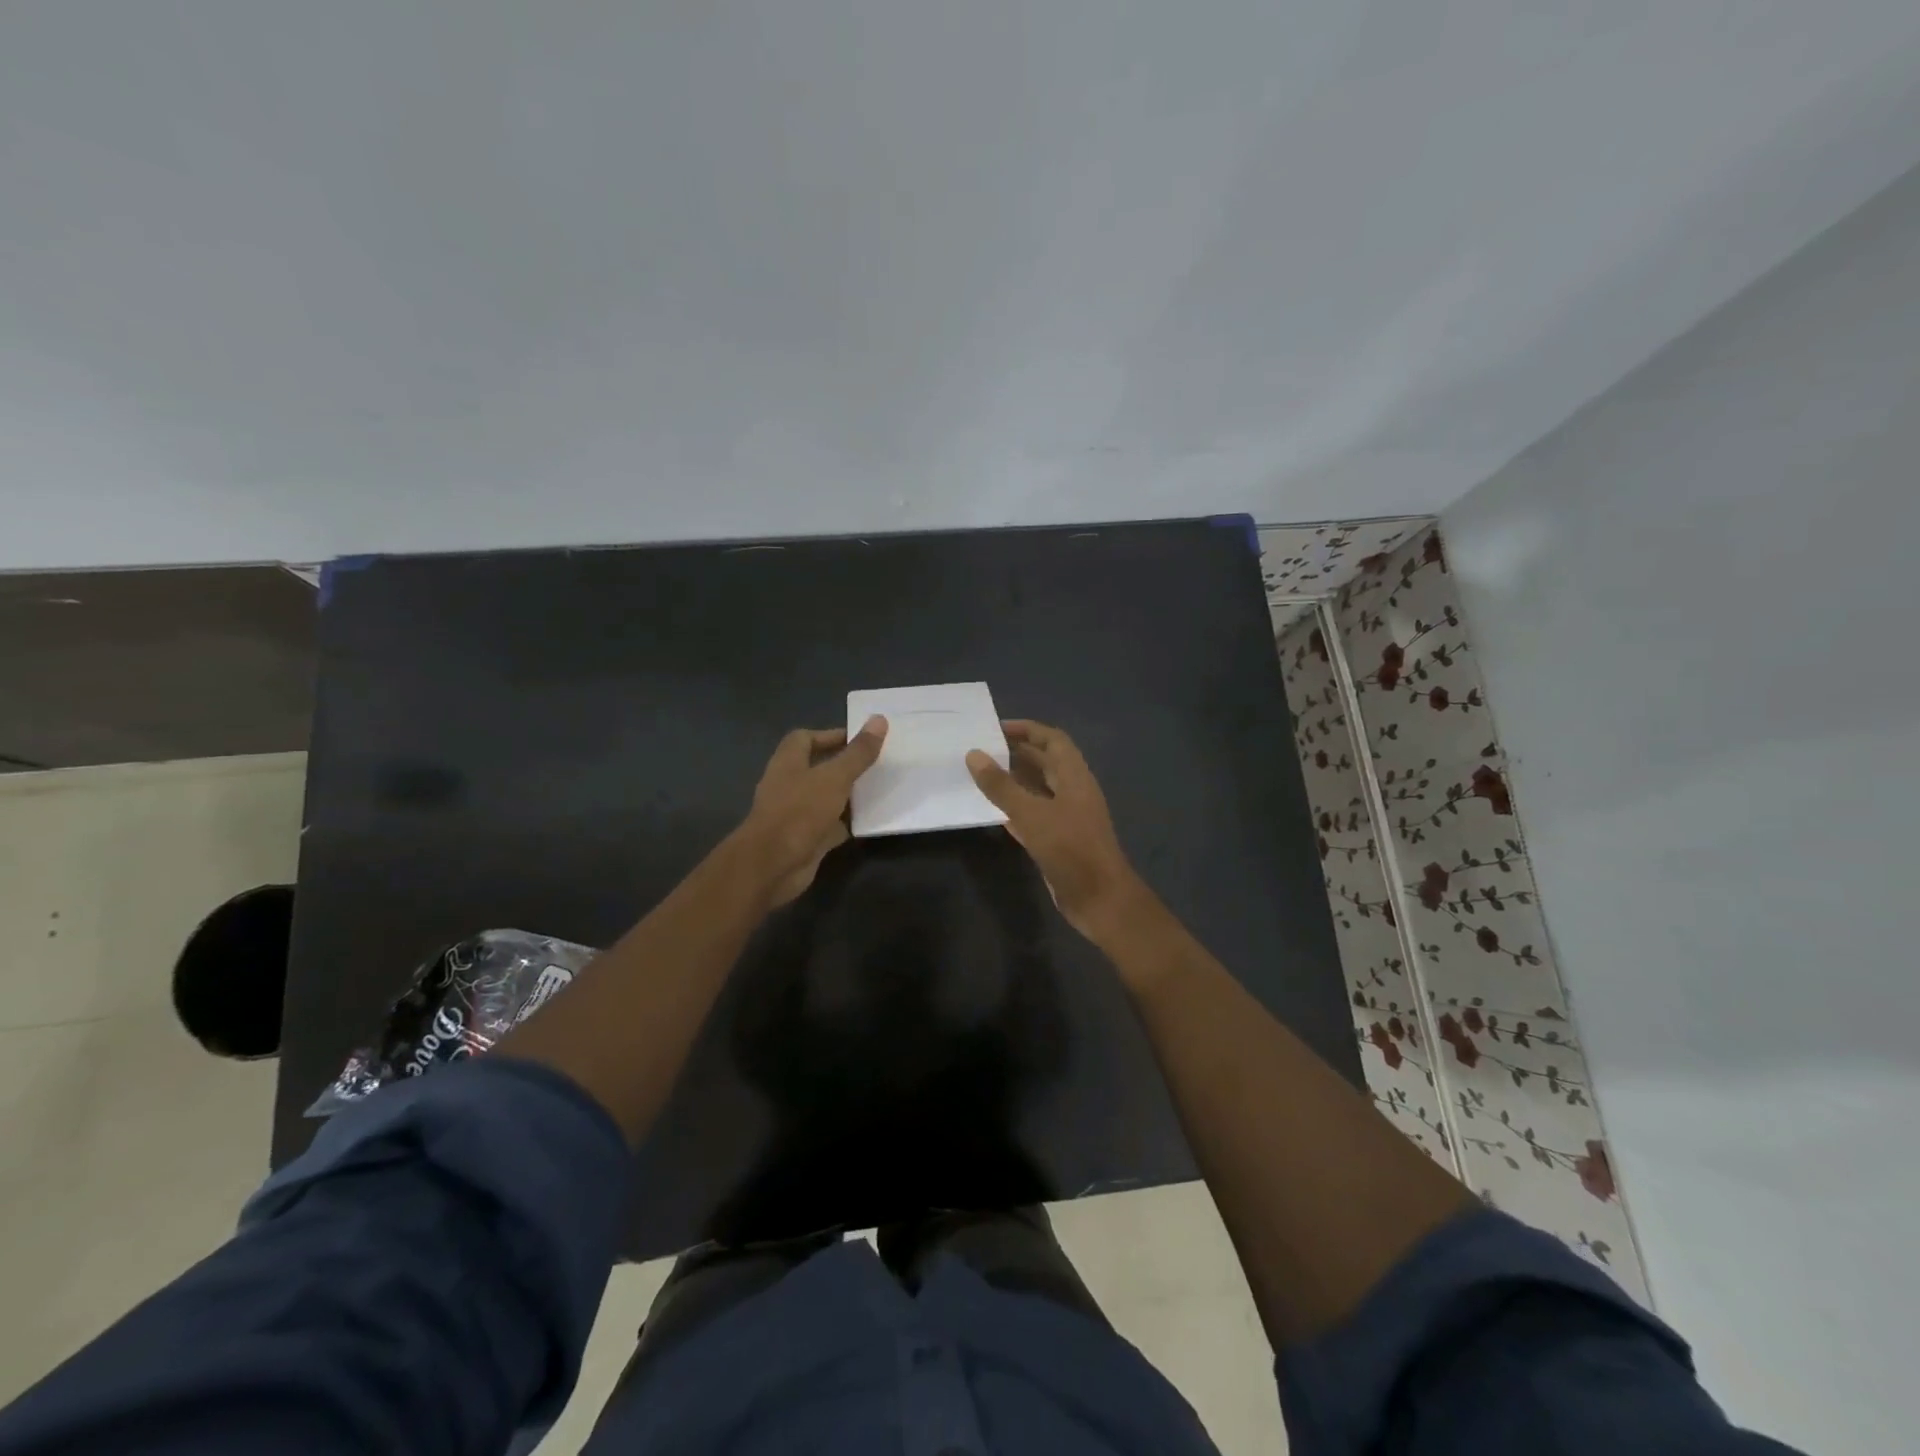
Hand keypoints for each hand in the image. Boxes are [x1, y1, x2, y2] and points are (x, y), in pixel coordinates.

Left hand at [740, 717, 887, 906]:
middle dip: (844, 765)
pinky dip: (847, 823)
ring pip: (825, 797)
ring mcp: (796, 814)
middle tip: (876, 763)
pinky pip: (830, 825)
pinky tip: (870, 821)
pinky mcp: (806, 839)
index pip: (805, 738)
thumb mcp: (834, 777)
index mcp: (788, 762)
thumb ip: (858, 753)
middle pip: (817, 768)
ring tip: (879, 788)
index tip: (860, 739)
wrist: (773, 865)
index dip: (830, 736)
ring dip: (847, 795)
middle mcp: (789, 785)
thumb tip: (879, 719)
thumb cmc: (800, 812)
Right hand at [966, 719, 1151, 942]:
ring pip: (1038, 790)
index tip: (995, 728)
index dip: (1027, 730)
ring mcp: (1067, 818)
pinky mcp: (1059, 841)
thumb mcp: (1032, 814)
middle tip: (981, 750)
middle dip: (1017, 754)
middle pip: (1045, 763)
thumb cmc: (1070, 849)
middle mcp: (1073, 792)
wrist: (1099, 899)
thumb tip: (974, 754)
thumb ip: (1001, 785)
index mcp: (1075, 777)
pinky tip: (992, 811)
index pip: (1053, 740)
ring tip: (981, 775)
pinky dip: (1015, 809)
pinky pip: (1034, 816)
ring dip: (1014, 781)